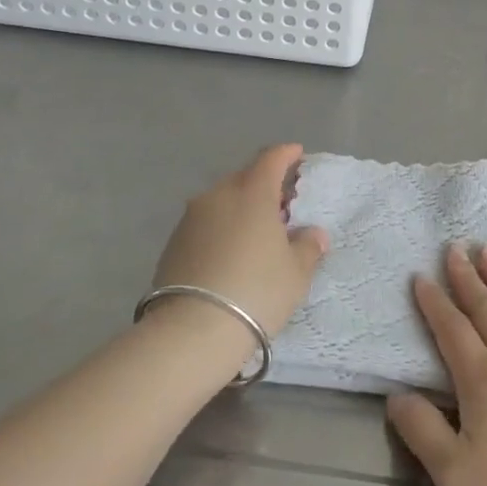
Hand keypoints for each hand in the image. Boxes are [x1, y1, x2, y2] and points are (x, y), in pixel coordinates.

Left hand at [152, 144, 327, 335]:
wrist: (192, 330)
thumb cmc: (256, 291)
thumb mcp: (296, 273)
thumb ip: (308, 247)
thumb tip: (313, 233)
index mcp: (252, 192)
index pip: (271, 158)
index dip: (287, 154)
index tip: (298, 155)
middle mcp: (218, 195)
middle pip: (245, 178)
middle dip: (265, 184)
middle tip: (283, 204)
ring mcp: (191, 218)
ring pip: (222, 201)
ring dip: (241, 208)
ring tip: (257, 232)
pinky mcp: (173, 242)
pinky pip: (206, 223)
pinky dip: (222, 228)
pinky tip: (231, 252)